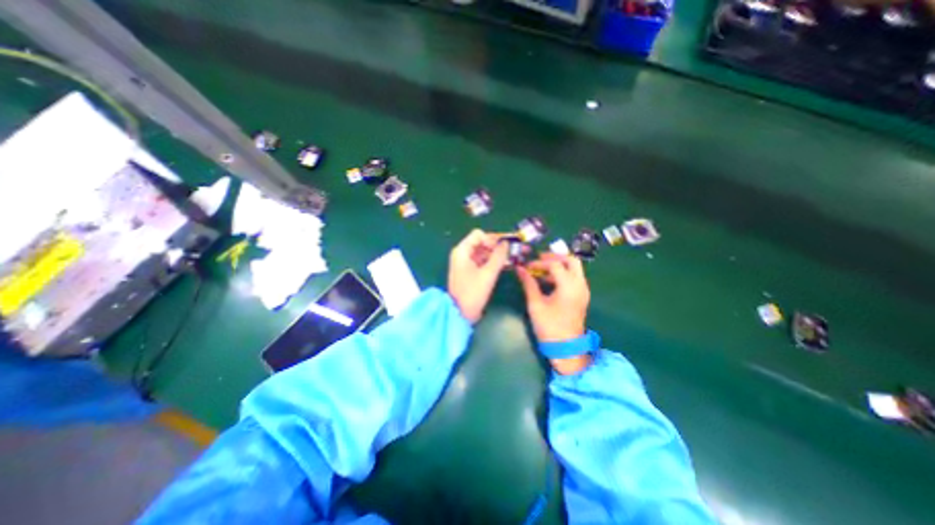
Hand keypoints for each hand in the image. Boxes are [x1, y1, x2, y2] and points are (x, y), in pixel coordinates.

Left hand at [446, 230, 507, 324]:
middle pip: (482, 242)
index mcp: (462, 251)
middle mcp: (463, 254)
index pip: (478, 235)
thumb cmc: (472, 293)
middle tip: (515, 250)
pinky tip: (506, 264)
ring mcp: (466, 263)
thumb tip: (506, 243)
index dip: (492, 239)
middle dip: (498, 245)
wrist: (460, 313)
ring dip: (498, 254)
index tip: (503, 249)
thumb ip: (498, 256)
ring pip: (484, 252)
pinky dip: (493, 262)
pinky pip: (483, 261)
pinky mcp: (470, 271)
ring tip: (514, 257)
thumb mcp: (487, 274)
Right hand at [514, 254, 586, 344]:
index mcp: (569, 286)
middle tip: (539, 259)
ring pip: (575, 268)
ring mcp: (583, 290)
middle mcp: (580, 284)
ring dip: (559, 264)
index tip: (527, 266)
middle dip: (555, 257)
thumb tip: (519, 269)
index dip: (539, 262)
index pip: (555, 264)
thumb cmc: (549, 327)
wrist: (566, 348)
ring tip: (542, 269)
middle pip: (571, 260)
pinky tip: (549, 280)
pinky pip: (575, 277)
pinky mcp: (582, 296)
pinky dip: (563, 273)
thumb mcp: (535, 304)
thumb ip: (528, 284)